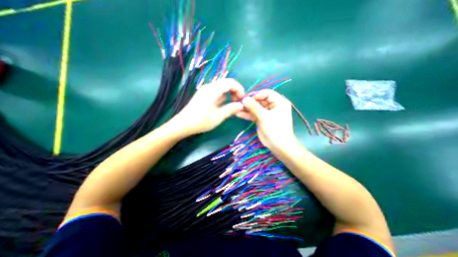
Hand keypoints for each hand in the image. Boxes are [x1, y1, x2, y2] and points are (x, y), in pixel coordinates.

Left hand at [172, 77, 244, 135]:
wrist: (183, 124)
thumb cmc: (201, 121)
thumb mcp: (218, 116)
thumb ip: (231, 109)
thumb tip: (241, 105)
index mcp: (213, 89)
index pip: (230, 82)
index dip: (239, 89)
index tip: (242, 99)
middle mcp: (209, 87)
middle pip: (226, 83)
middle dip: (234, 92)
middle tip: (237, 103)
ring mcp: (205, 91)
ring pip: (221, 88)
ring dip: (228, 95)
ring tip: (231, 106)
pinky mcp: (203, 95)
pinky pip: (216, 93)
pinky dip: (222, 97)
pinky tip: (222, 107)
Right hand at [236, 89, 296, 149]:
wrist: (278, 146)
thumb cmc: (276, 129)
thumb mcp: (265, 117)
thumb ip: (254, 107)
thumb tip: (244, 99)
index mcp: (279, 102)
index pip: (267, 93)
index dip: (257, 95)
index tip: (247, 99)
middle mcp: (273, 106)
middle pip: (260, 101)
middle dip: (250, 103)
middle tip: (239, 104)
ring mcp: (266, 113)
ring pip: (255, 108)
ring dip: (246, 109)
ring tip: (237, 109)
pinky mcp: (261, 119)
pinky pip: (253, 114)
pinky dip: (247, 115)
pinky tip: (238, 114)